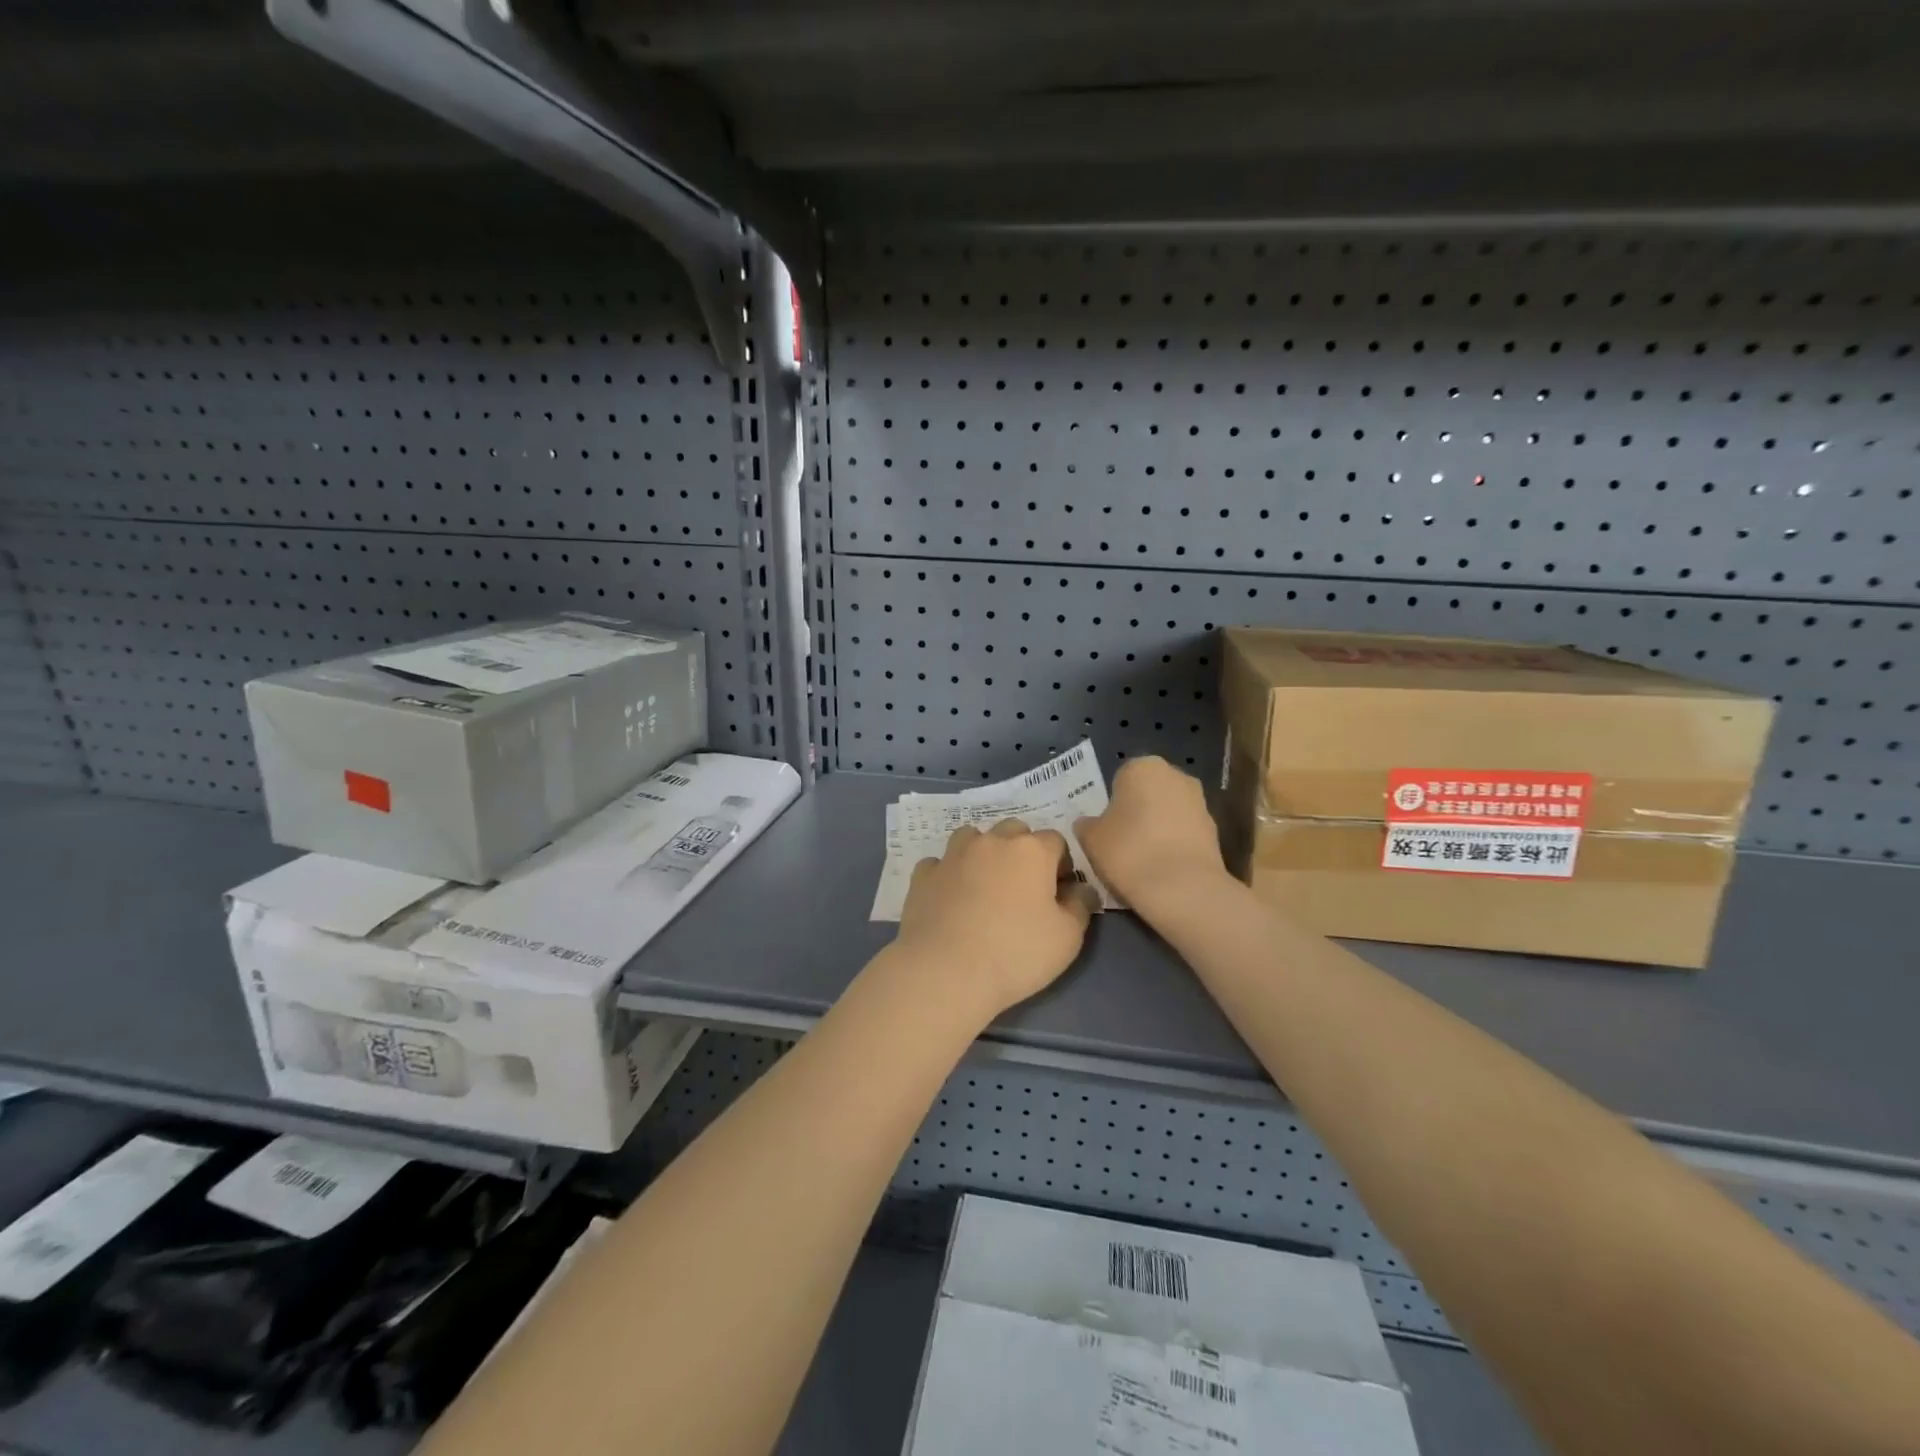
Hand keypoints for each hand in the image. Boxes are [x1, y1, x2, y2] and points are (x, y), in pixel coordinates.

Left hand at [894, 819, 1093, 1018]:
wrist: (946, 971)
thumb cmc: (1016, 953)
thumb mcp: (1067, 938)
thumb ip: (1080, 906)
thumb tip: (1082, 890)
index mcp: (1031, 851)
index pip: (1055, 841)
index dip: (1061, 864)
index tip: (1059, 891)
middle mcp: (991, 842)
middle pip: (1013, 831)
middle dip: (1022, 851)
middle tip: (1023, 888)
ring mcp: (953, 855)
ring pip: (972, 838)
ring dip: (982, 853)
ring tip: (985, 885)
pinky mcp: (923, 875)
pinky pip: (940, 864)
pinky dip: (948, 874)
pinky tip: (950, 897)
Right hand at [1076, 756, 1228, 915]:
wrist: (1183, 889)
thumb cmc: (1129, 851)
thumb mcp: (1090, 838)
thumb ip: (1086, 825)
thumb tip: (1088, 824)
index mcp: (1143, 766)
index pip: (1120, 778)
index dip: (1111, 803)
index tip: (1105, 828)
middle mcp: (1176, 775)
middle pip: (1148, 792)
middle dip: (1136, 811)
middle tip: (1121, 841)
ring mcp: (1200, 802)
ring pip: (1168, 812)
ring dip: (1157, 828)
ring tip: (1142, 860)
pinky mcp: (1215, 831)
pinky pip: (1184, 834)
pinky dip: (1174, 845)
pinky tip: (1163, 869)